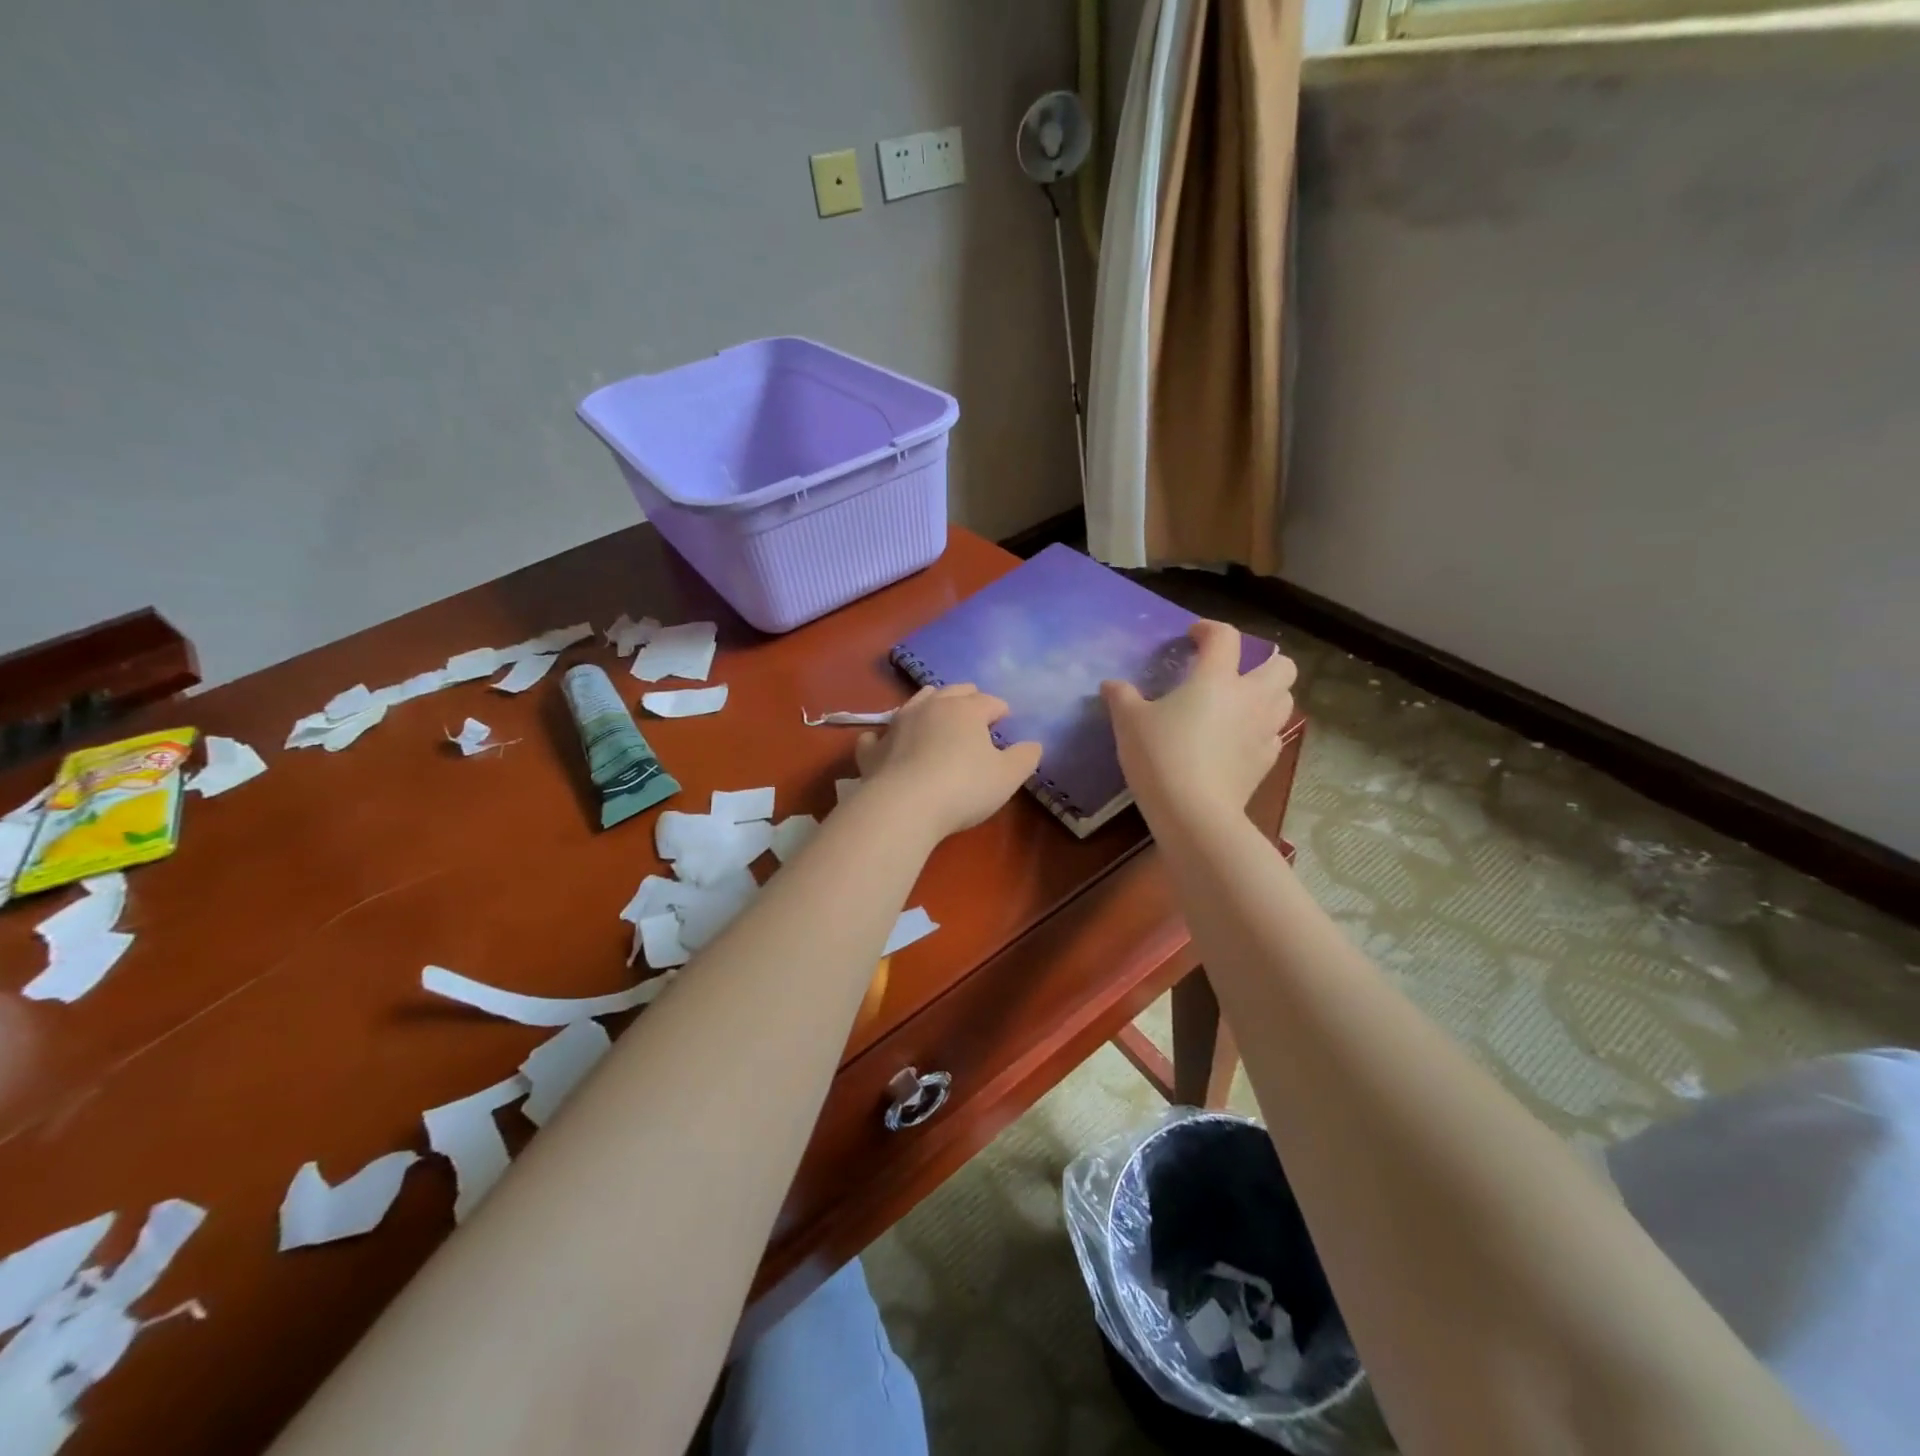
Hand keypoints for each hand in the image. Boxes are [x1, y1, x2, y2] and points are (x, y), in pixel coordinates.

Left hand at [855, 685, 1042, 839]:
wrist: (904, 806)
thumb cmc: (964, 787)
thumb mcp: (1007, 776)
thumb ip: (1025, 757)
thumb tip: (1033, 745)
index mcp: (965, 710)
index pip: (989, 701)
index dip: (1000, 709)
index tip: (1006, 719)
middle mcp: (930, 708)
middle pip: (952, 692)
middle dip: (967, 697)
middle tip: (974, 708)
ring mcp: (897, 725)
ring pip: (915, 703)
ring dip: (929, 704)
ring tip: (935, 713)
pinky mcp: (873, 750)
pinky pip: (877, 736)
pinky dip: (884, 737)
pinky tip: (884, 742)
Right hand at [1101, 621, 1296, 825]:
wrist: (1194, 812)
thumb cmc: (1161, 756)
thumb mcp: (1129, 723)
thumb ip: (1121, 697)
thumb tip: (1111, 684)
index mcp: (1216, 678)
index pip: (1225, 637)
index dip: (1209, 629)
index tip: (1193, 636)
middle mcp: (1250, 698)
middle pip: (1282, 666)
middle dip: (1263, 662)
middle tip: (1234, 672)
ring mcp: (1264, 731)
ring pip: (1286, 700)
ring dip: (1269, 695)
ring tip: (1241, 704)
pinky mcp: (1267, 762)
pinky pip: (1274, 735)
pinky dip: (1261, 731)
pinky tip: (1238, 741)